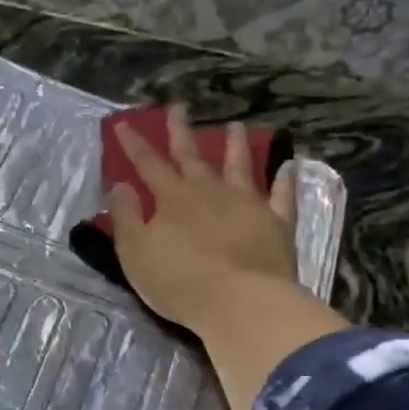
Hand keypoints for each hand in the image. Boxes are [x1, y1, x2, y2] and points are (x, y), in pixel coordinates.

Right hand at [107, 106, 300, 332]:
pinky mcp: (276, 223)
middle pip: (193, 156)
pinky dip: (284, 180)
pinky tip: (288, 166)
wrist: (240, 302)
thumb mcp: (135, 252)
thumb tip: (120, 186)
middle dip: (181, 131)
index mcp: (173, 198)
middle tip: (178, 107)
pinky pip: (281, 196)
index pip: (148, 164)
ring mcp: (247, 204)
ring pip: (240, 166)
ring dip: (236, 146)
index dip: (134, 144)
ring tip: (236, 126)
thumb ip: (126, 217)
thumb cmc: (178, 281)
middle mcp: (209, 192)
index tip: (123, 123)